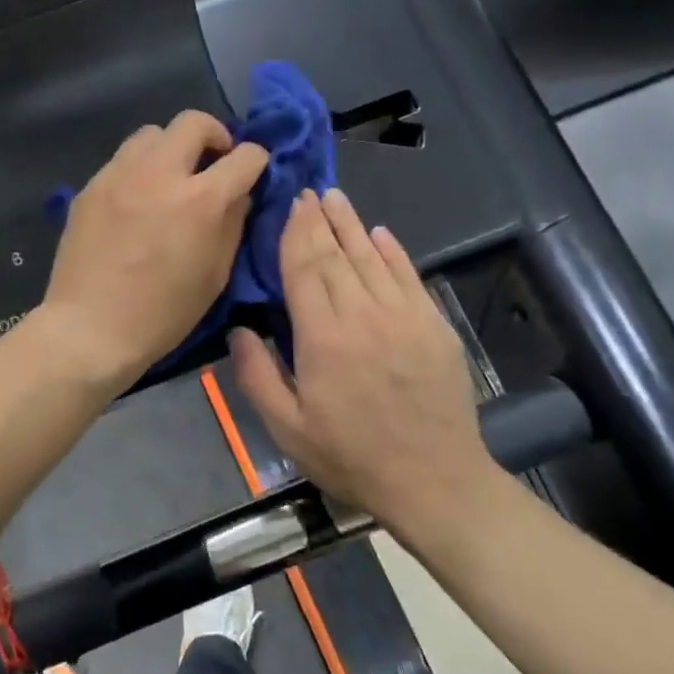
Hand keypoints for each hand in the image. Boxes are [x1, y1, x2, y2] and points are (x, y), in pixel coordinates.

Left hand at [42, 112, 267, 390]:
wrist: (89, 328)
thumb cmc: (161, 315)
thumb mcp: (214, 276)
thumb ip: (232, 223)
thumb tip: (239, 192)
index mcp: (199, 200)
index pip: (244, 156)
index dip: (256, 161)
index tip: (252, 172)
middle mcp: (159, 174)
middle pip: (193, 122)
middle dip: (214, 136)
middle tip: (214, 162)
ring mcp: (118, 176)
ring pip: (152, 133)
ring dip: (171, 148)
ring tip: (171, 178)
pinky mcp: (90, 187)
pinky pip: (123, 160)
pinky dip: (140, 169)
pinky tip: (137, 200)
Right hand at [230, 188, 500, 543]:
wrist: (434, 482)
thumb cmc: (350, 456)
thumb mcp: (287, 429)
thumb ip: (256, 375)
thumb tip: (239, 328)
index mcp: (324, 338)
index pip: (304, 270)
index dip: (295, 234)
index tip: (289, 205)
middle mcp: (365, 316)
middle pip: (338, 256)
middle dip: (320, 220)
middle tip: (308, 191)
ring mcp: (405, 318)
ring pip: (373, 258)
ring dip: (352, 225)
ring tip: (336, 198)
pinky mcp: (434, 328)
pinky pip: (410, 277)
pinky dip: (394, 252)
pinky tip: (381, 234)